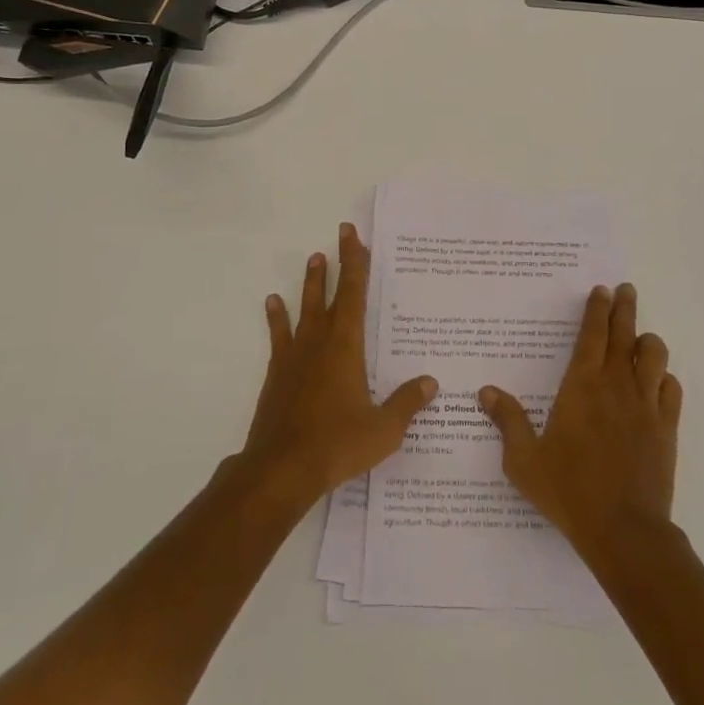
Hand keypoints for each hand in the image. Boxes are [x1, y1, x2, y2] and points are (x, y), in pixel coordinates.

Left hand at [239, 223, 438, 503]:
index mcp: (346, 347)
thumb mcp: (383, 429)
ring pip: (304, 309)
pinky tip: (273, 303)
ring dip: (311, 284)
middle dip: (338, 263)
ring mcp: (295, 356)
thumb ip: (407, 403)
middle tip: (340, 235)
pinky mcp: (278, 374)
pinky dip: (277, 318)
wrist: (281, 469)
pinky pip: (279, 336)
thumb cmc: (337, 445)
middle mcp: (319, 342)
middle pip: (331, 294)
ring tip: (313, 258)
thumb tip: (430, 382)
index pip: (355, 295)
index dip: (356, 263)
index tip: (354, 236)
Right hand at [478, 283, 680, 557]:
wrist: (624, 531)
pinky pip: (671, 389)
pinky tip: (657, 382)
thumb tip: (486, 391)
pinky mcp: (666, 428)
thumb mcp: (524, 460)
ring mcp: (646, 405)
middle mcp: (616, 386)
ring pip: (654, 355)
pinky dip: (664, 378)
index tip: (602, 290)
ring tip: (640, 338)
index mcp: (581, 386)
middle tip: (626, 290)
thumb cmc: (569, 491)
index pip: (592, 334)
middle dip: (624, 308)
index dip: (597, 309)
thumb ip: (507, 421)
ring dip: (646, 341)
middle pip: (624, 334)